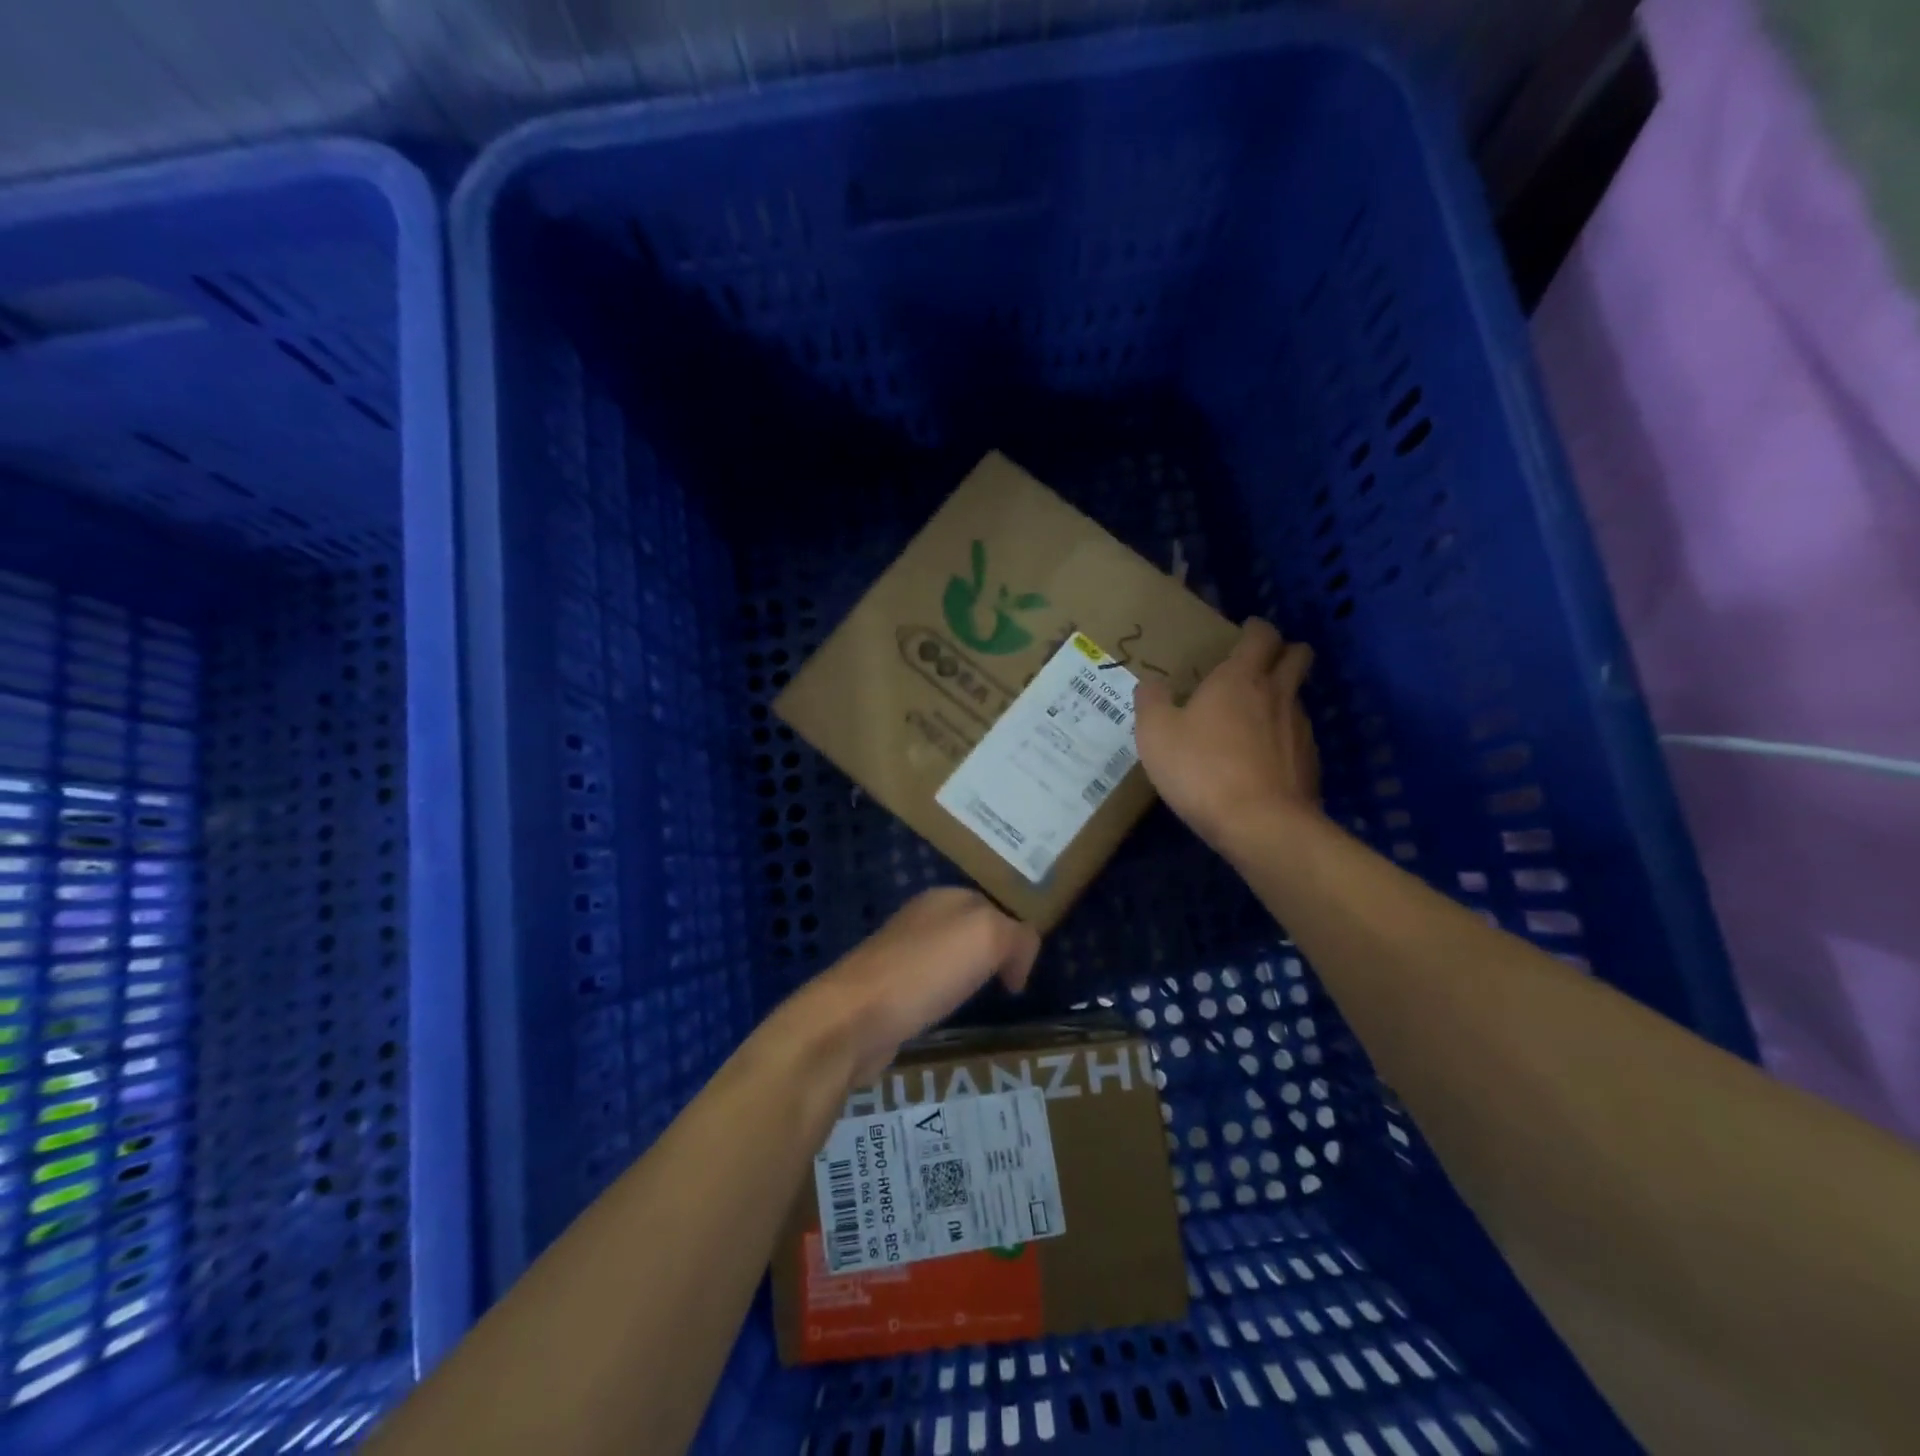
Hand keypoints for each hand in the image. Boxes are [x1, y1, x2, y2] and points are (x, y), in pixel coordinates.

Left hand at [797, 889, 1039, 1084]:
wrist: (854, 1018)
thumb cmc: (924, 971)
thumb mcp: (988, 938)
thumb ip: (1017, 936)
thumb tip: (1018, 961)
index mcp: (945, 897)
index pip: (996, 907)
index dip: (1017, 938)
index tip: (1024, 976)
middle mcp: (922, 918)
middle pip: (973, 930)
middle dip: (994, 954)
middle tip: (1010, 987)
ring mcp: (901, 952)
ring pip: (950, 957)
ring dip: (968, 976)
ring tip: (982, 1001)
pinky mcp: (888, 987)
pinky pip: (930, 984)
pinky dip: (945, 997)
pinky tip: (946, 1014)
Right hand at [1134, 618, 1319, 850]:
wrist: (1260, 824)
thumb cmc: (1201, 770)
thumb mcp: (1155, 735)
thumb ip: (1151, 702)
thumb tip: (1151, 683)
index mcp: (1240, 678)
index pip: (1261, 635)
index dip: (1255, 629)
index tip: (1243, 633)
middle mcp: (1277, 694)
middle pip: (1298, 655)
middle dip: (1284, 651)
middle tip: (1259, 664)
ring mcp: (1299, 728)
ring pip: (1297, 697)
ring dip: (1281, 697)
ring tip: (1253, 718)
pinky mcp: (1310, 761)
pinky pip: (1297, 736)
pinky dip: (1283, 737)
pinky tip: (1261, 759)